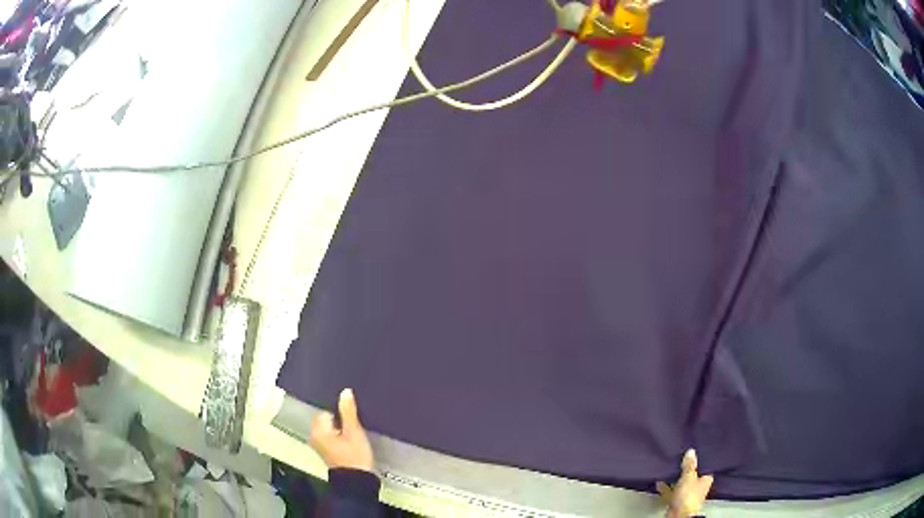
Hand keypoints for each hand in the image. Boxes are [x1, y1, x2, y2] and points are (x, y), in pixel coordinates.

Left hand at [310, 388, 374, 471]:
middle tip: (353, 416)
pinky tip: (349, 435)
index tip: (350, 410)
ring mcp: (319, 444)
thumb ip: (348, 411)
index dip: (337, 409)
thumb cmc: (354, 455)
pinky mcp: (326, 450)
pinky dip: (338, 433)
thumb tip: (345, 391)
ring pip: (329, 427)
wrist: (357, 481)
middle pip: (325, 418)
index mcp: (318, 430)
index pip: (325, 410)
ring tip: (353, 424)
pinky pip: (331, 435)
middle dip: (338, 416)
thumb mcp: (354, 432)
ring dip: (339, 425)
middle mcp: (314, 436)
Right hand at [656, 449, 713, 517]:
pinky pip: (670, 491)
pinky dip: (665, 488)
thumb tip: (691, 451)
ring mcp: (686, 495)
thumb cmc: (689, 494)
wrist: (679, 514)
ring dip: (674, 479)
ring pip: (680, 484)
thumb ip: (689, 465)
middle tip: (678, 459)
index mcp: (705, 480)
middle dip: (685, 470)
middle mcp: (697, 487)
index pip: (704, 468)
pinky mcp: (676, 501)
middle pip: (691, 476)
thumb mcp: (689, 476)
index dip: (700, 461)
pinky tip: (659, 481)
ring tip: (667, 469)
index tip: (694, 453)